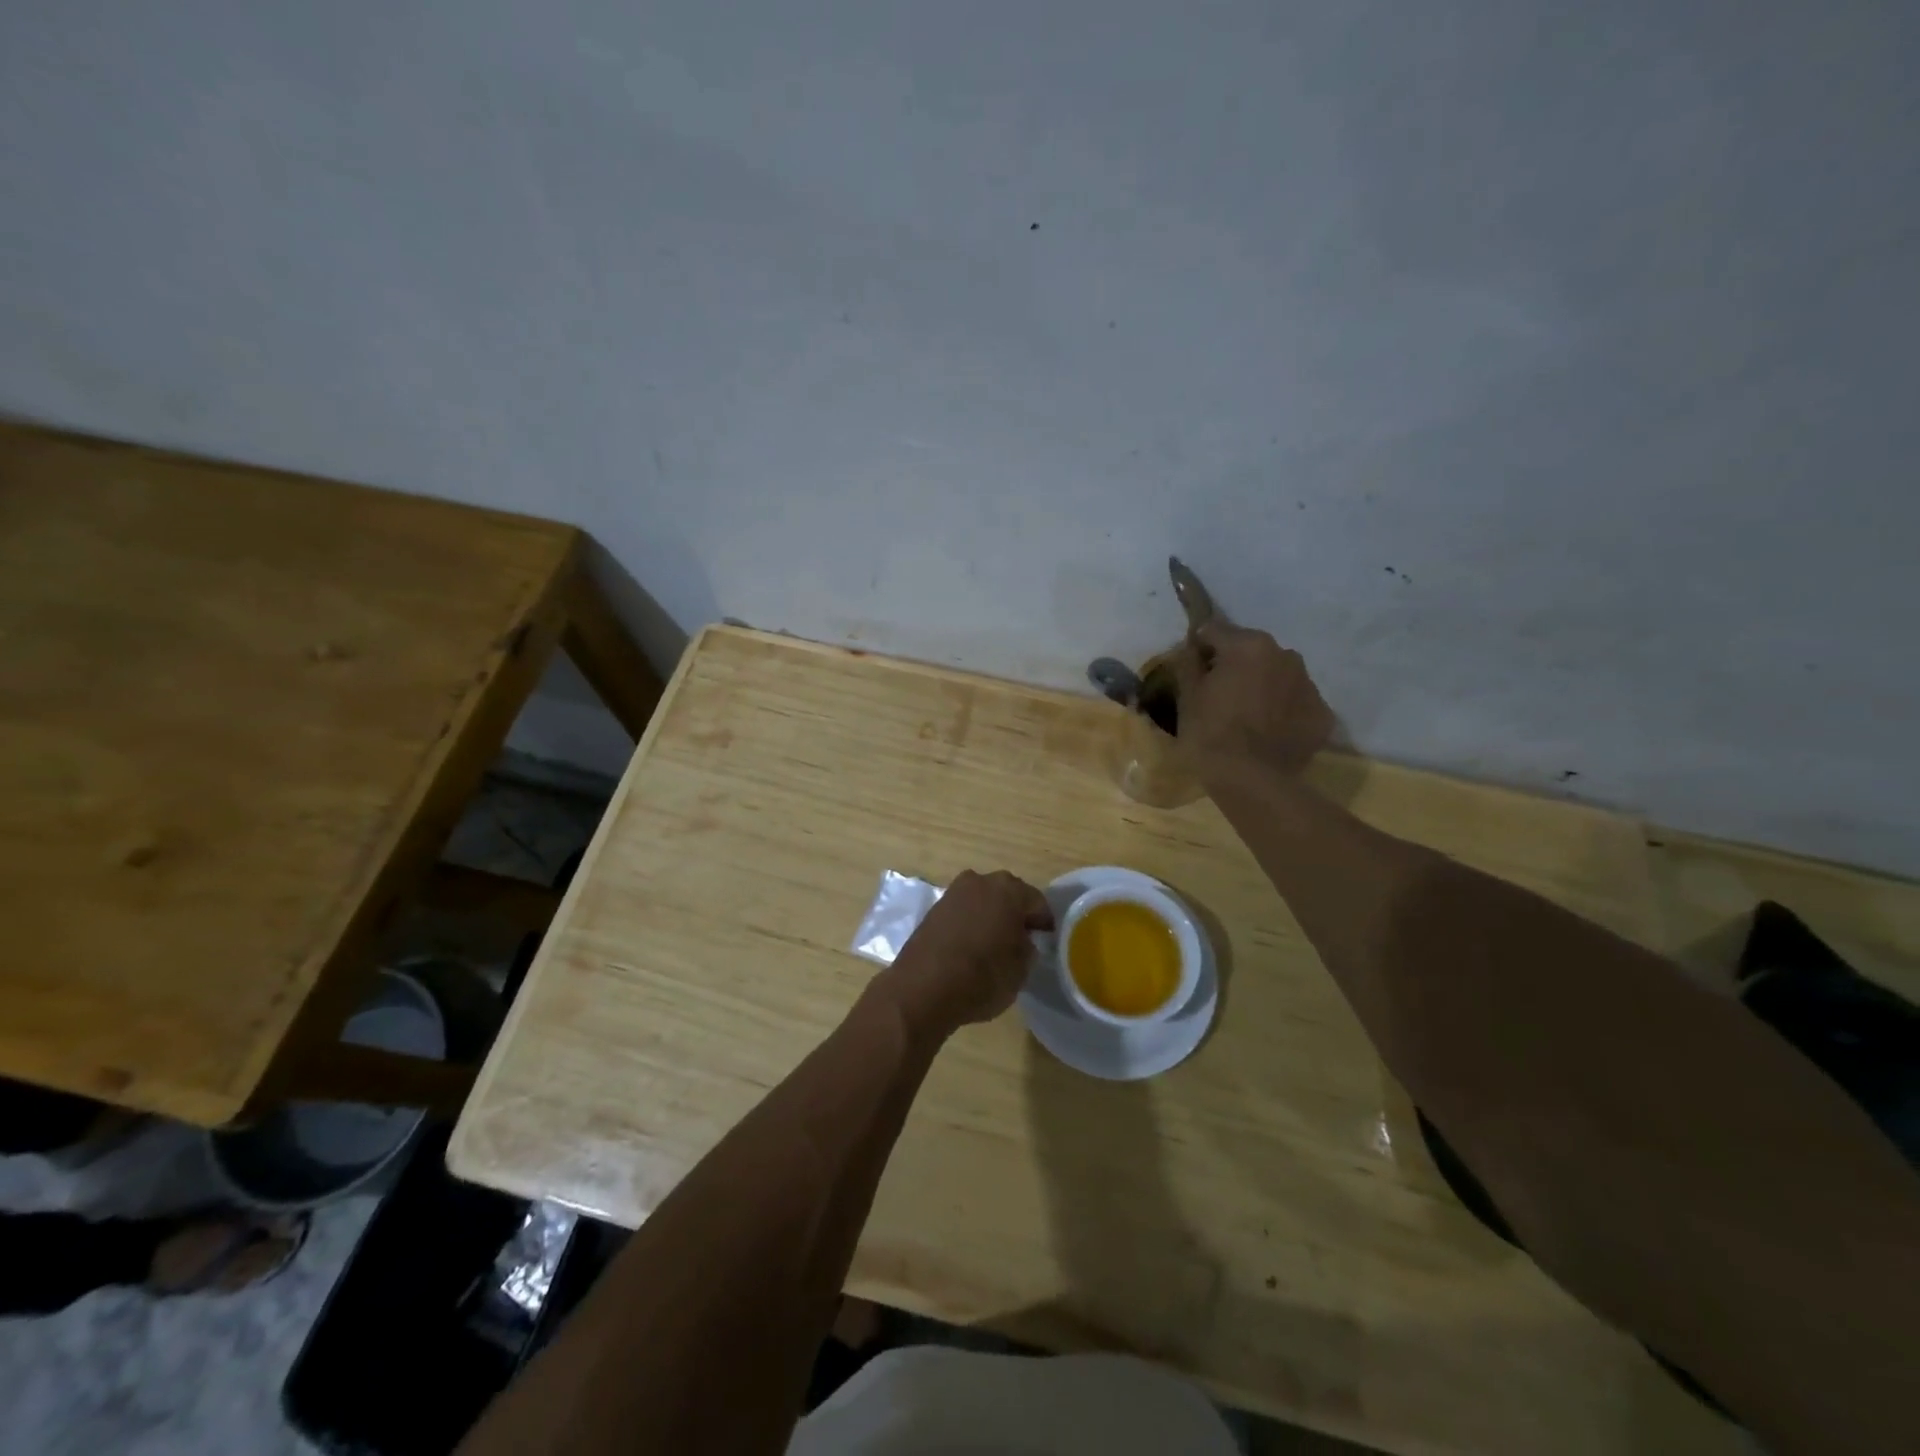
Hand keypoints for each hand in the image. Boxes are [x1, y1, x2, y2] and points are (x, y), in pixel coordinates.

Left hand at [881, 870, 1053, 1037]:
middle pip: (1009, 895)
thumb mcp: (1020, 971)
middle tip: (1022, 941)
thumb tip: (1023, 941)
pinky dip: (970, 922)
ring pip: (983, 900)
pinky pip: (963, 911)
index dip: (1044, 923)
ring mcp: (954, 892)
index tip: (1046, 941)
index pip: (1037, 902)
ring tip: (995, 944)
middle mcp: (981, 881)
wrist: (922, 989)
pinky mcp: (934, 907)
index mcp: (1009, 891)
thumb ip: (1028, 949)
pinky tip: (971, 946)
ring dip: (991, 916)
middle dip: (1016, 914)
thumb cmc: (981, 978)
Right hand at [1174, 622, 1334, 779]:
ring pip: (1278, 675)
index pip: (1215, 631)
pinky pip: (1296, 703)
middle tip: (1220, 695)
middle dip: (1236, 666)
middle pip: (1252, 651)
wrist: (1252, 781)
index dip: (1200, 648)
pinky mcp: (1322, 714)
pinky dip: (1283, 711)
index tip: (1193, 669)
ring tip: (1247, 716)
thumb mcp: (1187, 696)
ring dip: (1263, 686)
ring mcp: (1309, 685)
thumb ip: (1189, 663)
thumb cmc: (1211, 733)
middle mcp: (1285, 655)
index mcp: (1249, 646)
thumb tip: (1192, 648)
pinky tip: (1268, 733)